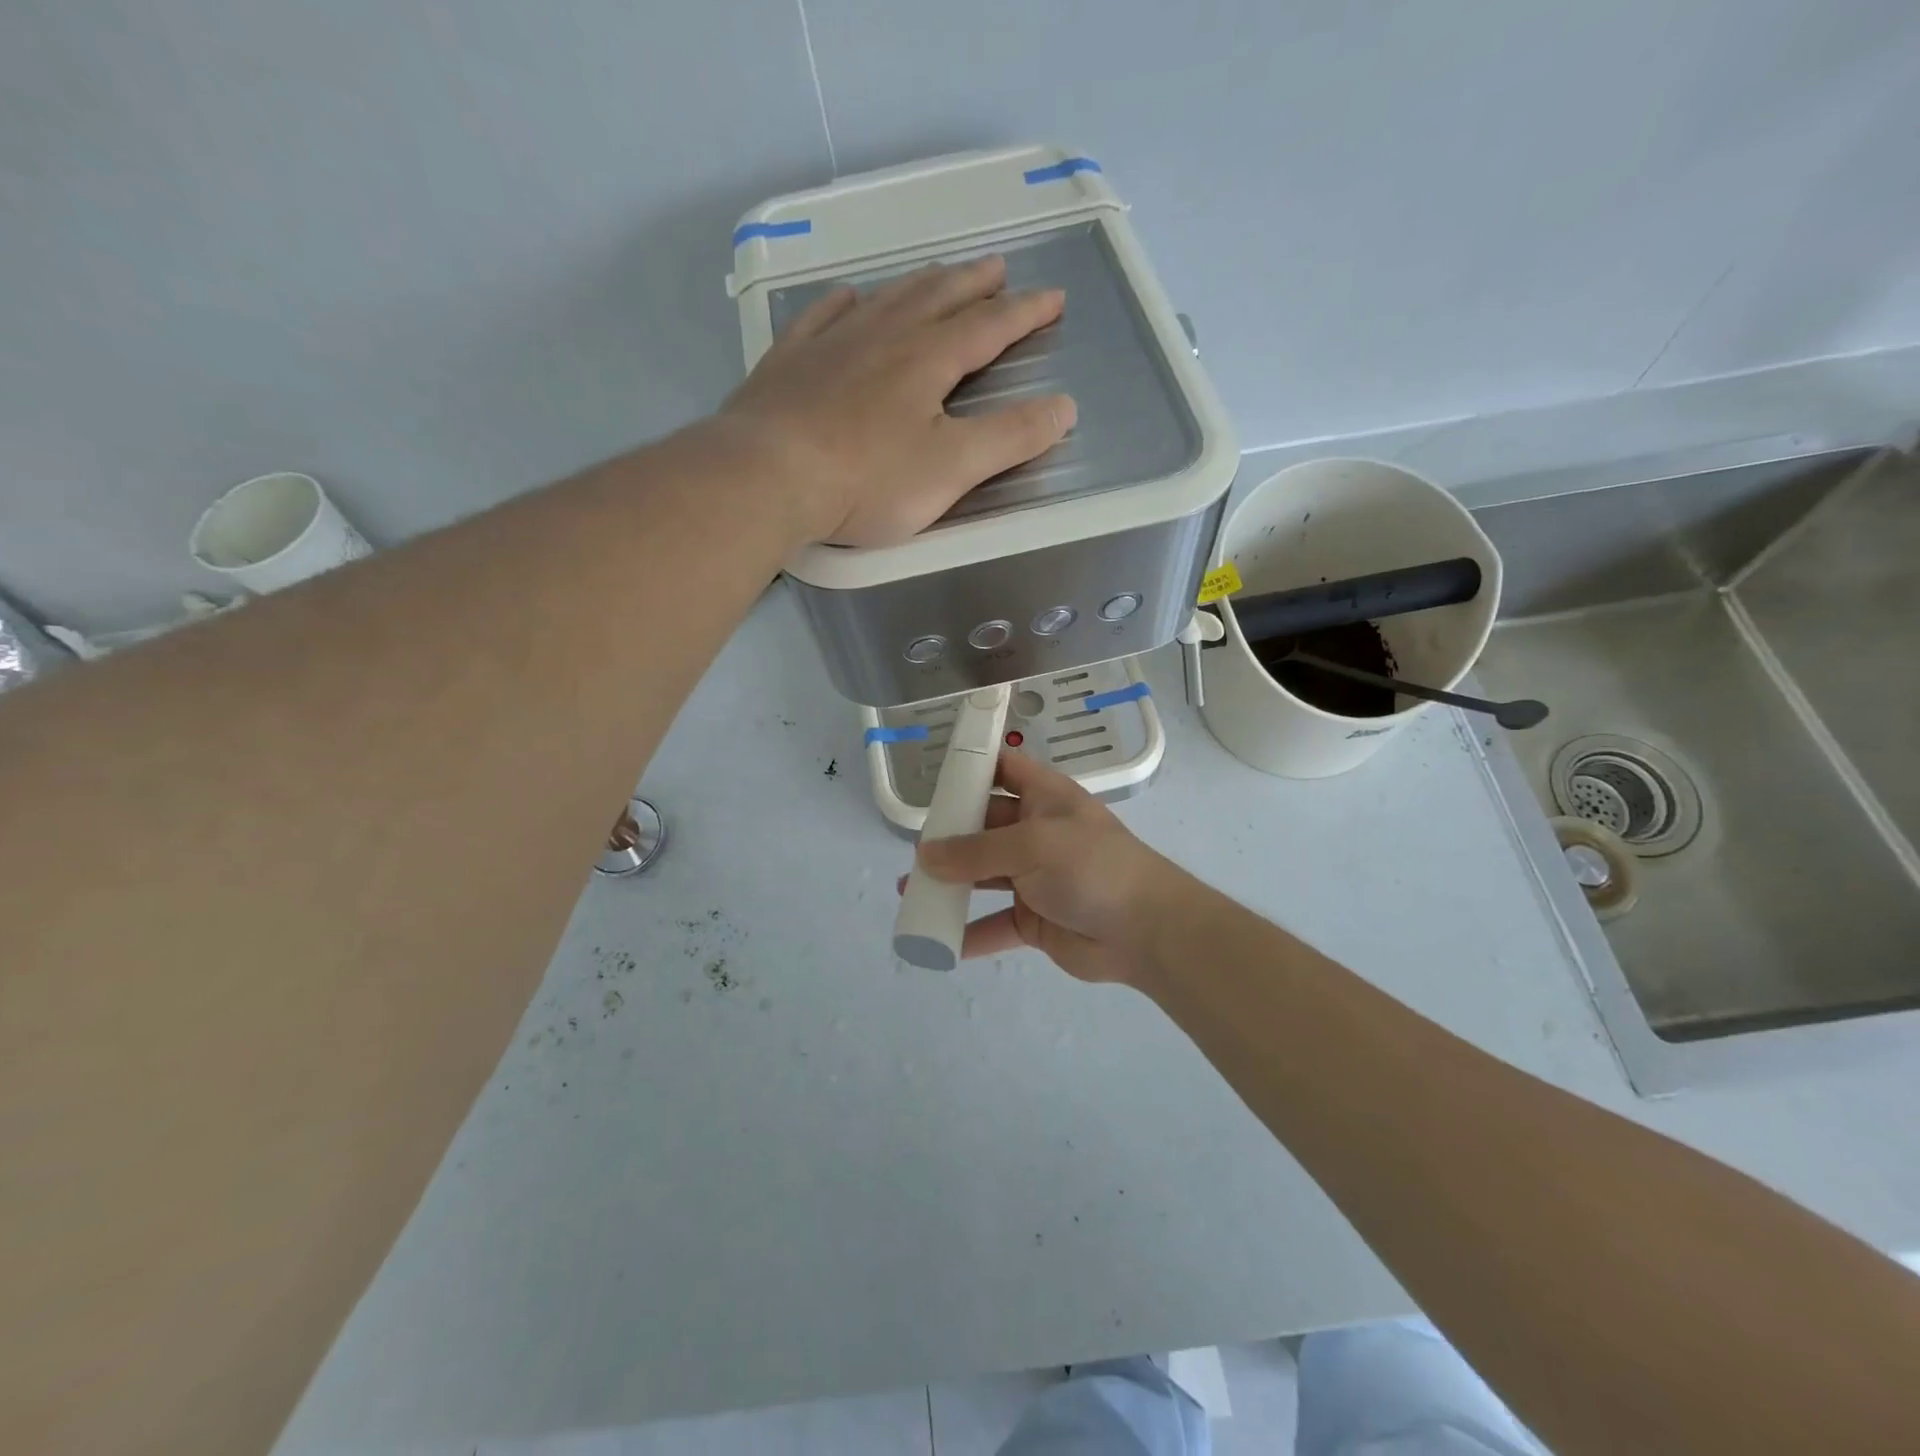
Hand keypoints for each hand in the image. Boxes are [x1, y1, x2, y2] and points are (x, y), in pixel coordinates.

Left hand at [718, 256, 1076, 546]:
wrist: (768, 475)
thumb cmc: (868, 479)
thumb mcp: (952, 467)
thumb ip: (1010, 437)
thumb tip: (1065, 407)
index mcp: (929, 359)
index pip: (989, 326)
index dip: (1025, 313)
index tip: (1053, 299)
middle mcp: (884, 336)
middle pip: (939, 297)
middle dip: (975, 284)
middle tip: (998, 268)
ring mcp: (832, 342)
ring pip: (887, 299)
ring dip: (920, 284)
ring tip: (939, 276)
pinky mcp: (791, 361)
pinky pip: (823, 316)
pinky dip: (845, 303)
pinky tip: (849, 298)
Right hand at [912, 750, 1191, 986]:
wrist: (1146, 930)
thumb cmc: (1090, 866)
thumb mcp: (1031, 845)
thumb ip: (975, 851)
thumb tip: (924, 856)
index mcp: (1044, 798)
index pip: (1004, 770)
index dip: (972, 769)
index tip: (934, 778)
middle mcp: (1037, 832)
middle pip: (984, 826)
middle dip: (949, 836)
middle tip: (912, 848)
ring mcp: (1036, 878)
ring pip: (983, 876)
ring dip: (951, 884)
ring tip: (911, 891)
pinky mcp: (1035, 920)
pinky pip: (995, 924)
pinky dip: (970, 932)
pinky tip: (939, 940)